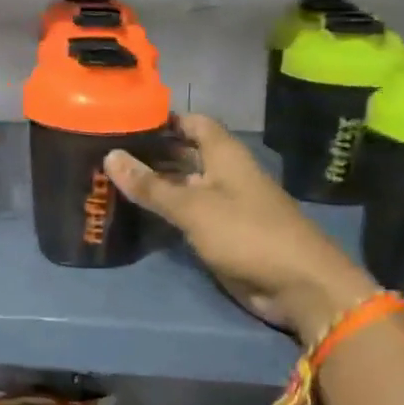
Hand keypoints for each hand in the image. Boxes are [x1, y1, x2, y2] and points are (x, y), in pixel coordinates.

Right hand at [105, 113, 379, 340]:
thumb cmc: (246, 233)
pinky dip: (164, 210)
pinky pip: (187, 214)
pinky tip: (135, 211)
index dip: (164, 119)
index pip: (193, 123)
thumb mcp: (193, 207)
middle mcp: (224, 174)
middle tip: (107, 151)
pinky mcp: (221, 233)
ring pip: (183, 185)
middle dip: (151, 152)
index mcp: (225, 155)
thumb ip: (151, 185)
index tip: (126, 121)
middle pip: (185, 153)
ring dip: (154, 183)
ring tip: (111, 178)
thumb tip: (110, 156)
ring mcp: (223, 205)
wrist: (296, 284)